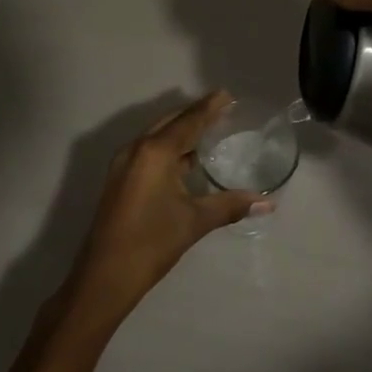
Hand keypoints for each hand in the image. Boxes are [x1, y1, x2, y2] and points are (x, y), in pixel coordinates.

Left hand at [66, 92, 267, 322]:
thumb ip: (230, 205)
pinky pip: (148, 150)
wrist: (104, 277)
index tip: (227, 94)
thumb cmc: (151, 242)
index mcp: (155, 152)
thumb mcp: (194, 222)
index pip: (188, 121)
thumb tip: (267, 202)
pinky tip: (185, 159)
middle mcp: (136, 149)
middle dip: (194, 114)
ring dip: (180, 130)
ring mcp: (124, 164)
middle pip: (170, 122)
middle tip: (221, 109)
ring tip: (207, 129)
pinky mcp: (119, 179)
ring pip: (157, 136)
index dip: (209, 107)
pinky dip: (169, 146)